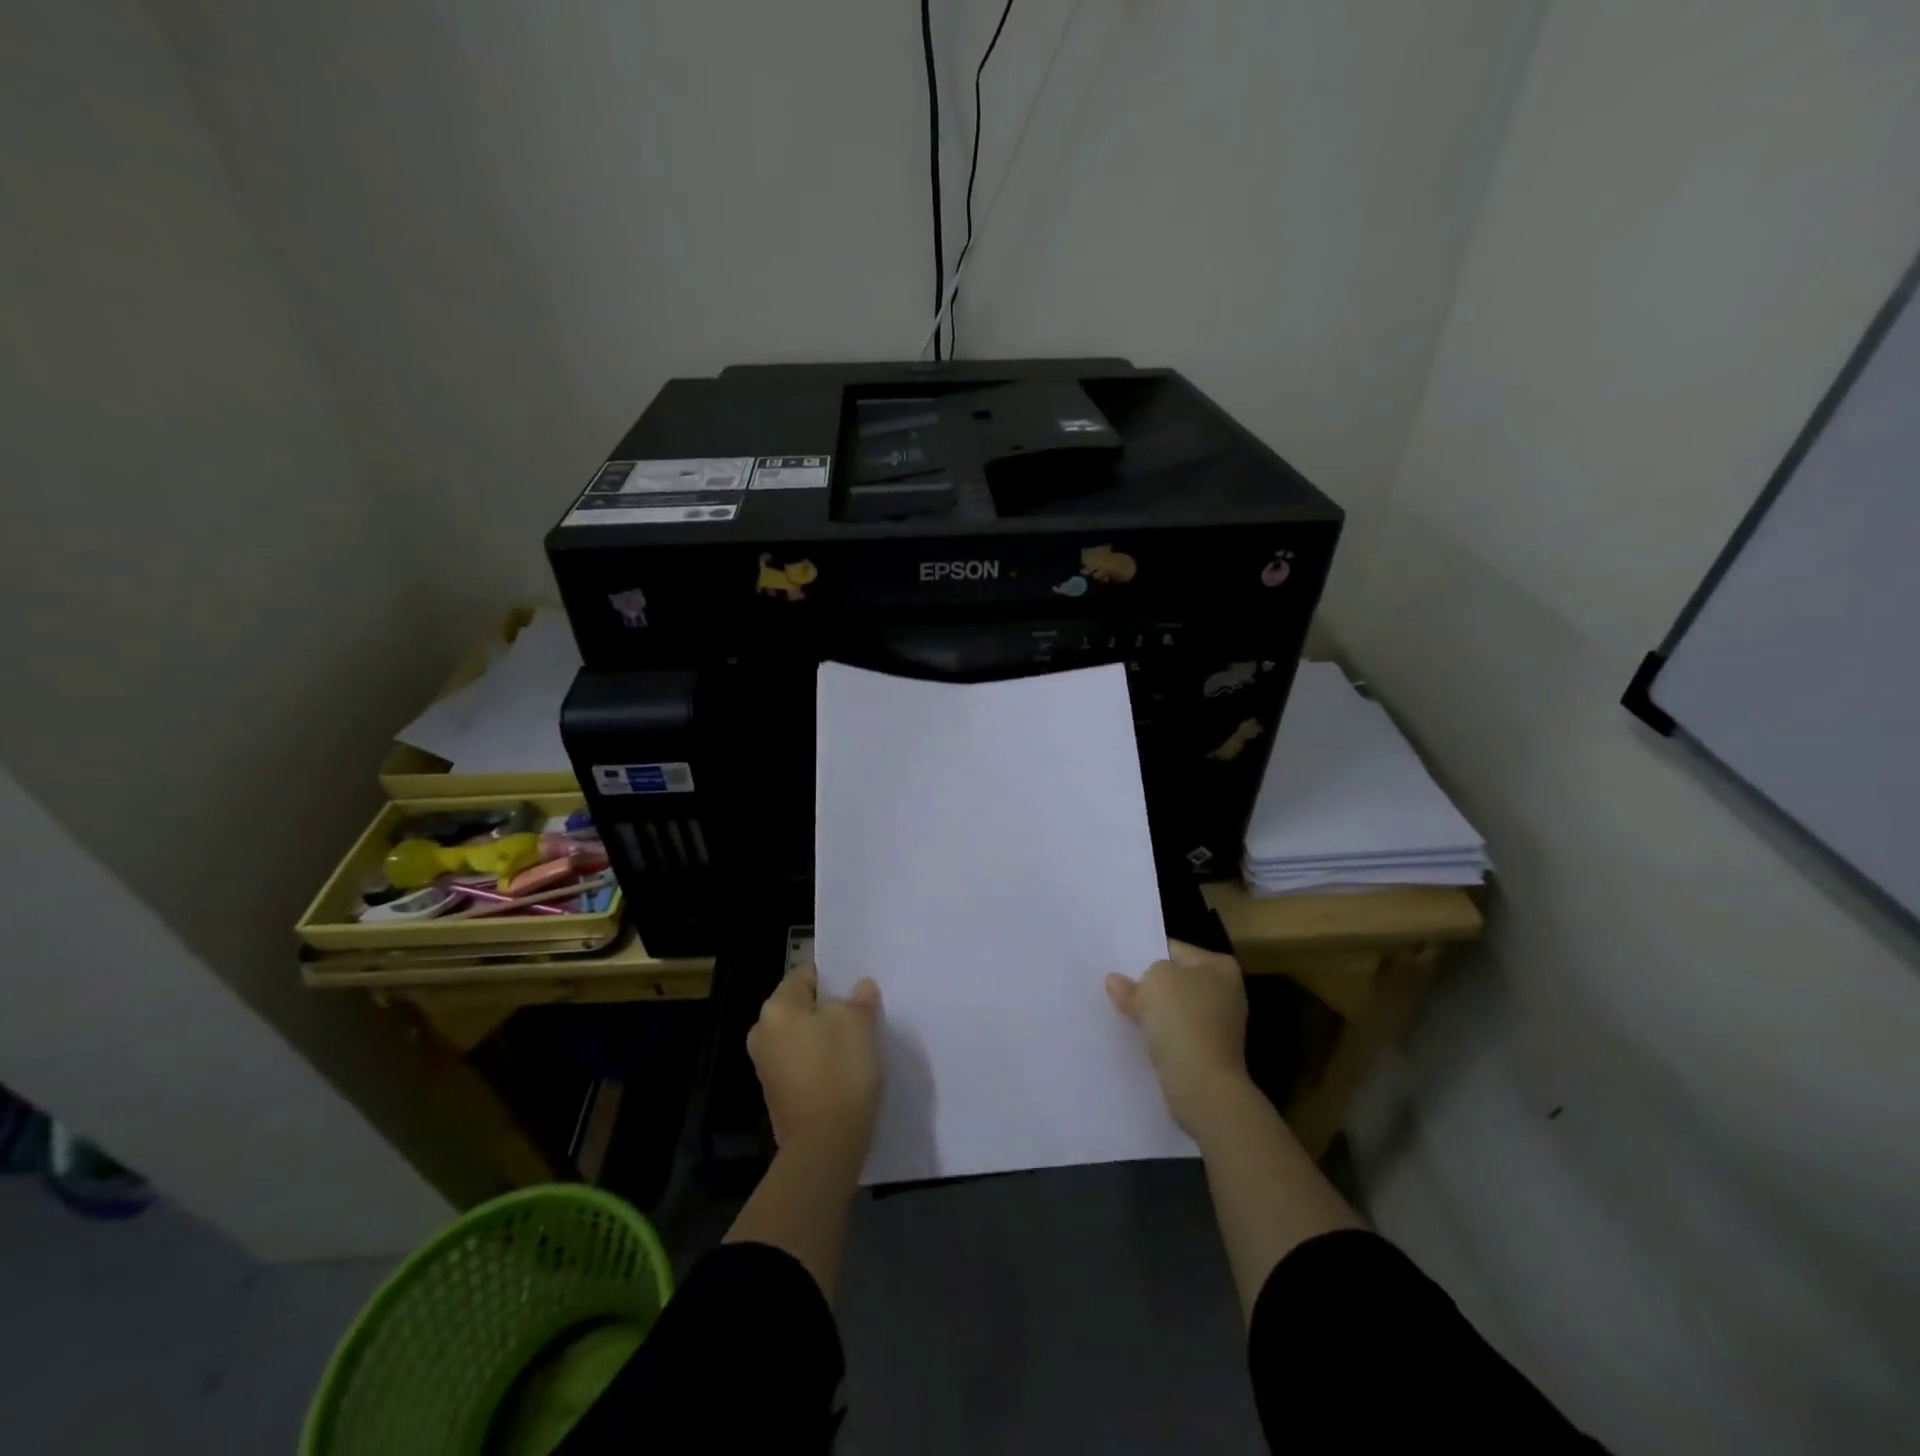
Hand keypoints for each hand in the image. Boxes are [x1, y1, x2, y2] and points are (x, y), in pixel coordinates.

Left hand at [747, 964, 883, 1164]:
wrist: (825, 1145)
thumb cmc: (839, 1071)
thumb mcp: (859, 1023)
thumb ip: (859, 999)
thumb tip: (859, 988)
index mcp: (776, 1008)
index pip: (805, 973)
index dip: (833, 975)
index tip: (857, 984)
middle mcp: (763, 1033)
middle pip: (802, 1006)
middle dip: (830, 1007)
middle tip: (861, 1011)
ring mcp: (767, 1067)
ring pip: (803, 1036)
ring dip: (827, 1035)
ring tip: (858, 1040)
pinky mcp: (778, 1095)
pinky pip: (803, 1063)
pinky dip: (821, 1061)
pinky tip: (846, 1069)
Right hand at [1106, 940, 1250, 1135]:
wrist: (1202, 1084)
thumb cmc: (1182, 1019)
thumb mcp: (1152, 983)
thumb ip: (1133, 980)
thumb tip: (1116, 982)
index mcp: (1219, 966)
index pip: (1173, 950)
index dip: (1145, 955)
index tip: (1120, 965)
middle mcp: (1226, 991)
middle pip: (1175, 980)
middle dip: (1149, 985)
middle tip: (1117, 987)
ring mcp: (1219, 1024)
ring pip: (1175, 1009)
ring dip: (1154, 1012)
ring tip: (1123, 1011)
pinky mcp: (1209, 1052)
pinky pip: (1177, 1033)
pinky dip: (1161, 1035)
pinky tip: (1139, 1035)